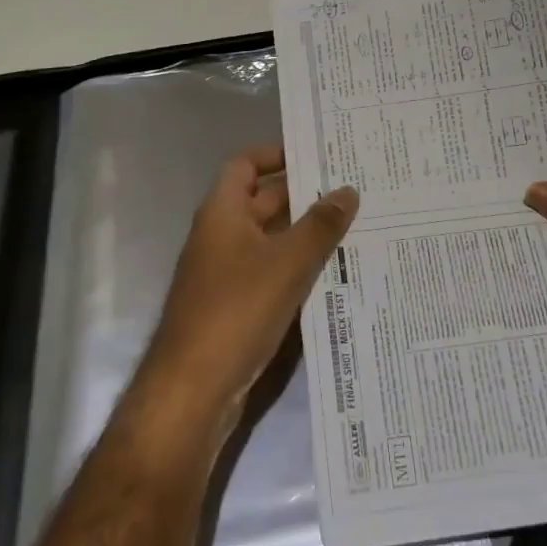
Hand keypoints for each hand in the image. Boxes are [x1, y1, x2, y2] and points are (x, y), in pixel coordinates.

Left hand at [141, 145, 359, 434]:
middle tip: (351, 190)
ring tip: (354, 227)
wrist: (192, 391)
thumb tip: (347, 190)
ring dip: (304, 234)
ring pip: (270, 240)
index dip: (276, 154)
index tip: (316, 154)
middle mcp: (220, 235)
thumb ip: (319, 225)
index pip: (245, 164)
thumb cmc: (236, 311)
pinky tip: (334, 273)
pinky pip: (270, 272)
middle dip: (303, 195)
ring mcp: (225, 273)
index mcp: (222, 212)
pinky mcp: (235, 306)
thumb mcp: (287, 263)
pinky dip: (296, 268)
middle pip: (262, 201)